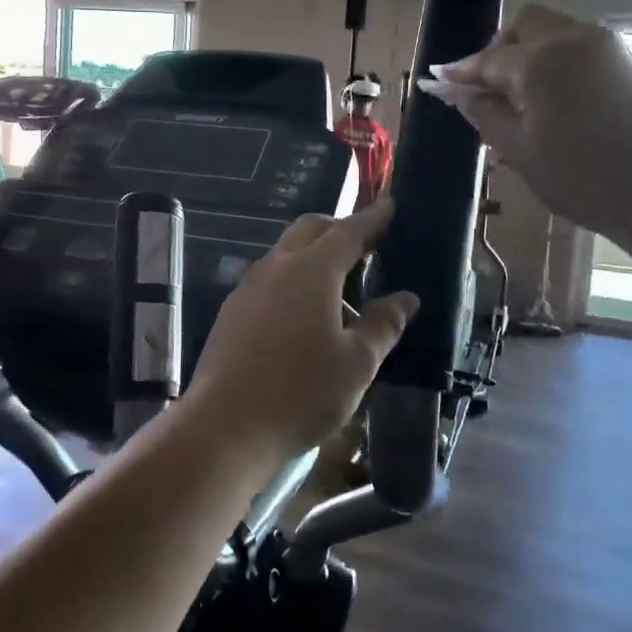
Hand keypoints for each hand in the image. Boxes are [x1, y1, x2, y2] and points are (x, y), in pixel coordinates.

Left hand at [186, 198, 419, 458]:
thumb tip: (406, 298)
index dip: (373, 218)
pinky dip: (293, 281)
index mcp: (312, 270)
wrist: (225, 427)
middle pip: (311, 230)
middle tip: (367, 249)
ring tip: (341, 296)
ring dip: (315, 258)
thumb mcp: (357, 363)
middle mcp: (276, 267)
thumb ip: (383, 324)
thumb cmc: (301, 393)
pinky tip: (305, 320)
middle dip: (340, 230)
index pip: (349, 231)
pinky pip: (269, 279)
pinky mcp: (232, 311)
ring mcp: (248, 287)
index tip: (390, 204)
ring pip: (286, 254)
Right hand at [427, 4, 631, 234]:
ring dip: (529, 53)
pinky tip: (552, 98)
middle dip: (500, 49)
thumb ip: (485, 113)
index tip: (439, 82)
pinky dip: (556, 61)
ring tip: (520, 97)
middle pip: (526, 25)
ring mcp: (606, 47)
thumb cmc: (580, 176)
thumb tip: (460, 93)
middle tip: (487, 88)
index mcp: (540, 59)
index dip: (462, 73)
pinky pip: (579, 47)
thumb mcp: (518, 150)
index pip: (489, 59)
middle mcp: (574, 38)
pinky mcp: (627, 63)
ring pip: (555, 32)